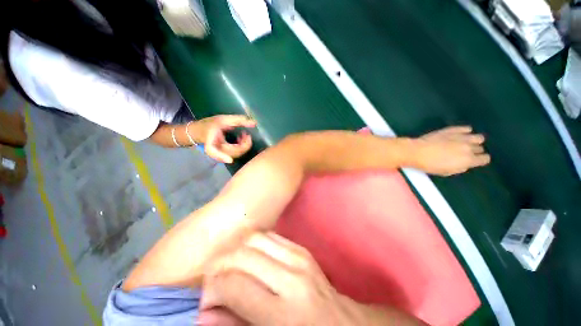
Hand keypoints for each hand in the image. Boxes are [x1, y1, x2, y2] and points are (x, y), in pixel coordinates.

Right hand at [194, 115, 256, 162]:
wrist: (199, 131)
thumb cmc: (210, 124)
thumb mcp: (223, 119)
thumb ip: (239, 120)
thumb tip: (254, 123)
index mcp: (210, 140)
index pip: (211, 150)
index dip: (219, 156)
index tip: (229, 160)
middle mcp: (215, 149)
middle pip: (231, 153)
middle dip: (243, 145)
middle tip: (247, 135)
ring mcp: (220, 153)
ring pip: (235, 154)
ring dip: (244, 146)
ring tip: (245, 135)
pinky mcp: (225, 154)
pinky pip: (235, 153)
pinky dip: (241, 147)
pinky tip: (242, 139)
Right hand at [200, 232, 358, 325]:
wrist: (342, 323)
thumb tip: (204, 314)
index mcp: (285, 314)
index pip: (234, 285)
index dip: (212, 290)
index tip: (207, 301)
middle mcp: (292, 277)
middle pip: (242, 254)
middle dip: (220, 266)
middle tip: (215, 282)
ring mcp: (299, 257)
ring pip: (255, 237)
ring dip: (236, 250)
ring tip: (230, 268)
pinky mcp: (301, 248)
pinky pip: (270, 235)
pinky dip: (253, 243)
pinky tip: (250, 258)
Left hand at [411, 126, 490, 175]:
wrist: (416, 152)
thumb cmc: (430, 165)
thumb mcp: (447, 172)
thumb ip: (460, 167)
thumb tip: (465, 163)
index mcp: (468, 160)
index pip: (485, 159)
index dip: (480, 160)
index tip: (475, 161)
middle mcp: (468, 147)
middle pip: (479, 148)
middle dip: (474, 151)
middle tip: (463, 153)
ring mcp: (461, 137)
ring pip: (477, 137)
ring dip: (473, 141)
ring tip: (464, 143)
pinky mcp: (452, 129)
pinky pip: (466, 128)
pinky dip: (465, 131)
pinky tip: (461, 134)